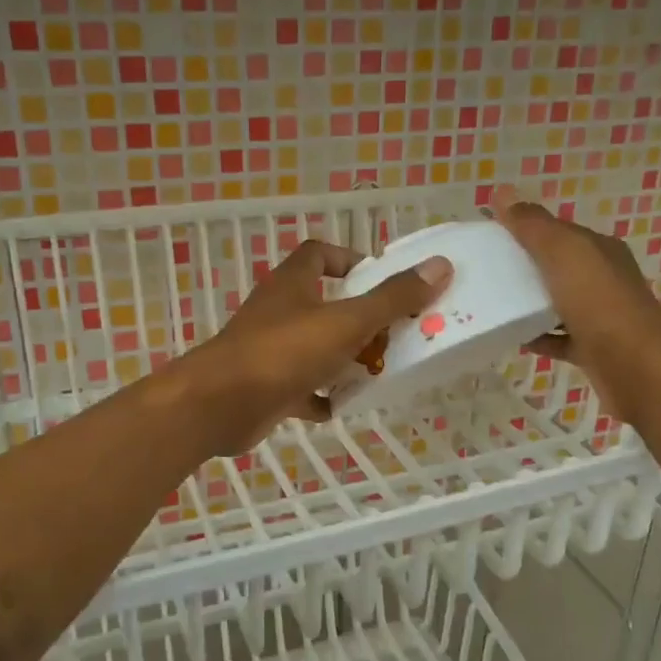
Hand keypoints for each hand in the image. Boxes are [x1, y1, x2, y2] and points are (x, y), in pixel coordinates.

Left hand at [180, 239, 452, 453]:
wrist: (219, 405)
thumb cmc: (283, 352)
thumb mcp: (346, 322)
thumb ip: (392, 299)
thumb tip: (440, 267)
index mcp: (294, 283)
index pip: (319, 253)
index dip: (349, 259)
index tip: (380, 279)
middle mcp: (279, 311)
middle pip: (323, 303)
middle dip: (359, 318)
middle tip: (393, 334)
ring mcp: (270, 350)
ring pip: (314, 347)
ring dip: (344, 359)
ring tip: (379, 372)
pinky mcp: (266, 386)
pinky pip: (301, 388)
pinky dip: (321, 397)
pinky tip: (343, 407)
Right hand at [491, 186, 660, 403]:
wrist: (636, 367)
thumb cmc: (599, 302)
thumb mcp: (564, 253)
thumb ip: (533, 225)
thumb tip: (502, 191)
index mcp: (599, 250)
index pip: (557, 231)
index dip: (524, 230)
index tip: (488, 237)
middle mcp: (603, 278)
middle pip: (557, 266)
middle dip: (524, 267)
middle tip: (483, 273)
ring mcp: (600, 315)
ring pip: (557, 302)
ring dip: (529, 303)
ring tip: (492, 305)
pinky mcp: (593, 348)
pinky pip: (559, 338)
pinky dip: (537, 336)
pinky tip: (513, 338)